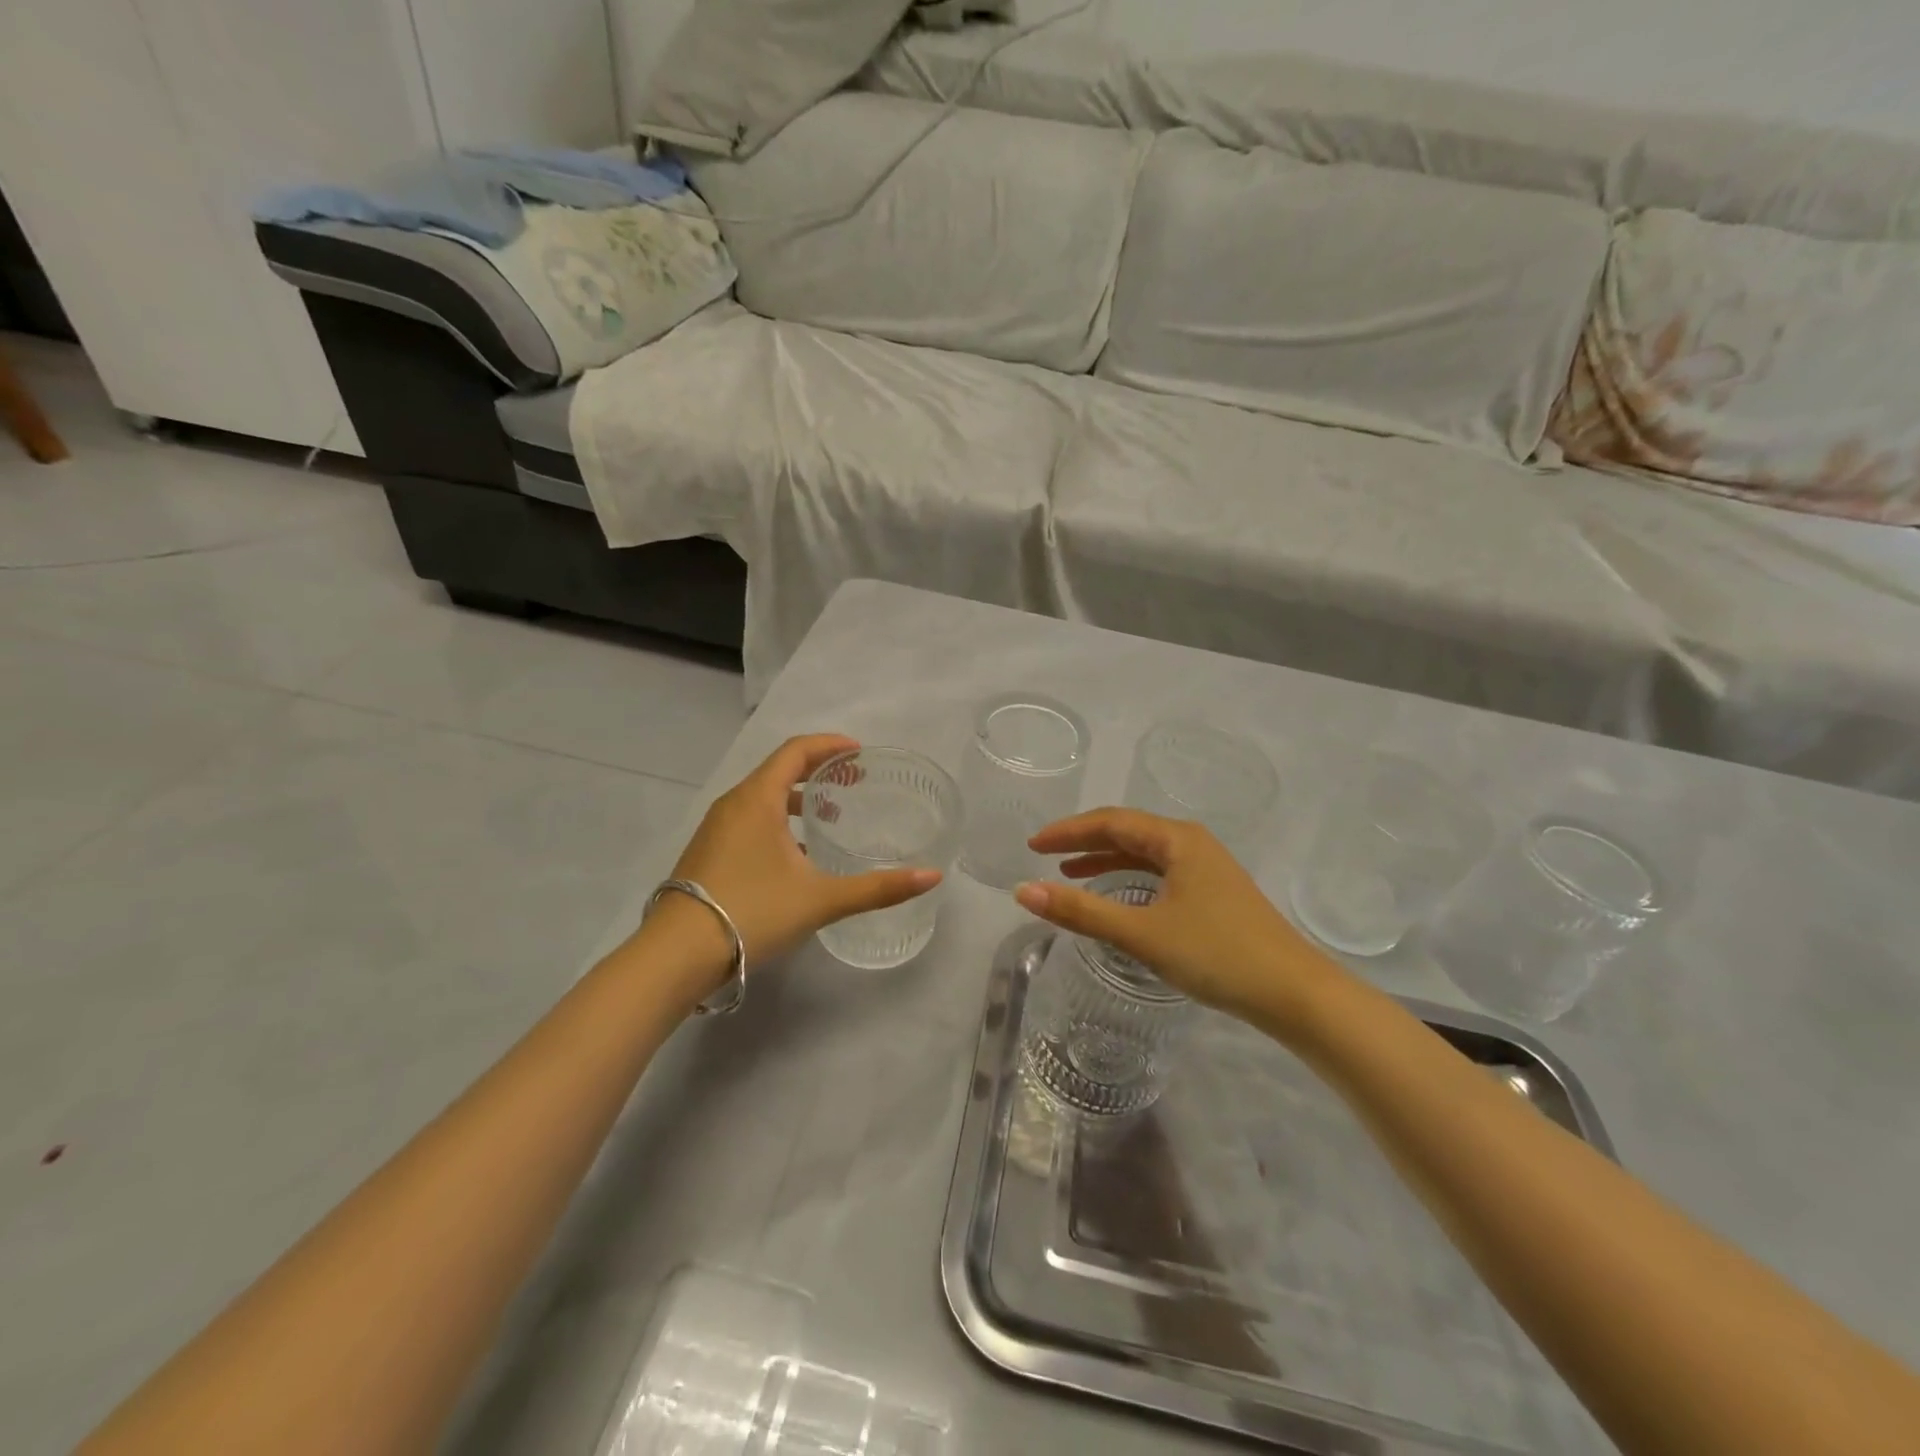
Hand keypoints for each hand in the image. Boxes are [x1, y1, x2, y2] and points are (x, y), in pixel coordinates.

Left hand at [666, 735, 941, 970]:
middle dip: (818, 770)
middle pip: (779, 770)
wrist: (676, 955)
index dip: (829, 745)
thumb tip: (932, 876)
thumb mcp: (821, 899)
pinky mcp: (708, 853)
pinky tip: (796, 856)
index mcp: (757, 799)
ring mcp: (716, 829)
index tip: (859, 752)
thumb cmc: (752, 912)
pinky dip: (778, 821)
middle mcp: (733, 804)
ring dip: (797, 798)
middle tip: (853, 782)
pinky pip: (749, 820)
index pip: (796, 751)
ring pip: (762, 798)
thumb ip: (878, 888)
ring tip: (829, 817)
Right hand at [1014, 808, 1345, 1040]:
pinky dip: (1130, 880)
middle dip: (1084, 841)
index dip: (1068, 831)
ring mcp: (1207, 869)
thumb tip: (1023, 891)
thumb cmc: (1217, 955)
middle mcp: (1192, 844)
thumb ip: (1081, 912)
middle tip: (1045, 854)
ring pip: (1145, 854)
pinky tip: (1119, 898)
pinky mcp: (1214, 894)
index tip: (1033, 845)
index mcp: (1177, 839)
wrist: (1294, 994)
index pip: (1111, 821)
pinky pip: (1160, 874)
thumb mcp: (1141, 933)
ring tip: (1070, 874)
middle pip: (1128, 832)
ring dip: (1106, 860)